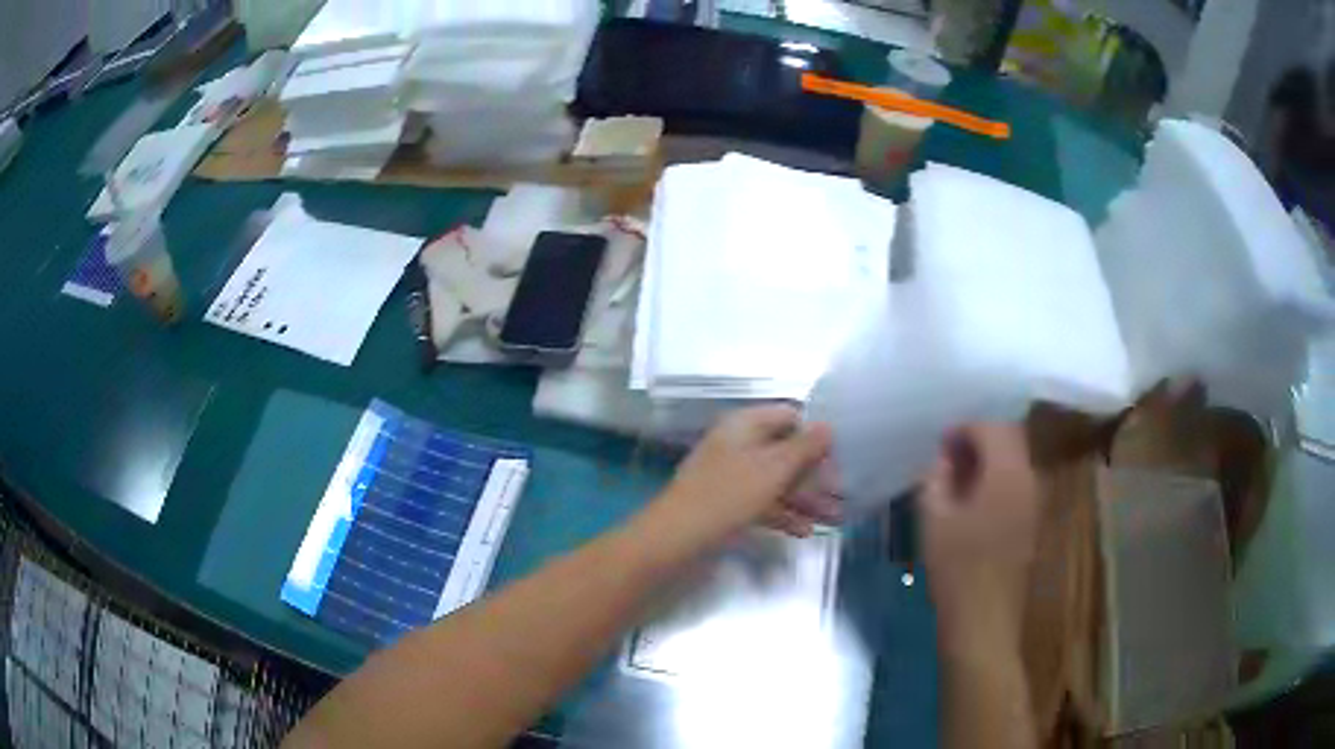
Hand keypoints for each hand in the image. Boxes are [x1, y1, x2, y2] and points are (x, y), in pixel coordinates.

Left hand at [650, 405, 837, 549]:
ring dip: (805, 498)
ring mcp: (730, 476)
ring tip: (833, 519)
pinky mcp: (726, 504)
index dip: (816, 434)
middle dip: (816, 475)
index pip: (789, 417)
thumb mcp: (773, 469)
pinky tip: (804, 531)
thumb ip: (804, 447)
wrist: (674, 538)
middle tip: (843, 496)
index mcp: (744, 425)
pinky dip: (783, 514)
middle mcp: (738, 445)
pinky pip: (762, 502)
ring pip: (776, 481)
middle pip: (785, 452)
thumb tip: (827, 426)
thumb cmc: (728, 496)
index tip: (841, 457)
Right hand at [920, 424, 1039, 653]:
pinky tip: (972, 502)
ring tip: (955, 478)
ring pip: (1015, 460)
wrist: (984, 623)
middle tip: (946, 456)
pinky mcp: (1031, 522)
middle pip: (1009, 438)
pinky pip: (1016, 483)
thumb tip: (942, 458)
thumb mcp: (934, 521)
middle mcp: (1029, 479)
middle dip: (978, 438)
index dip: (964, 427)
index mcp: (1007, 473)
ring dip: (988, 459)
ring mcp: (1034, 502)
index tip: (938, 442)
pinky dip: (996, 479)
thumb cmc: (956, 570)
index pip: (992, 426)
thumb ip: (936, 479)